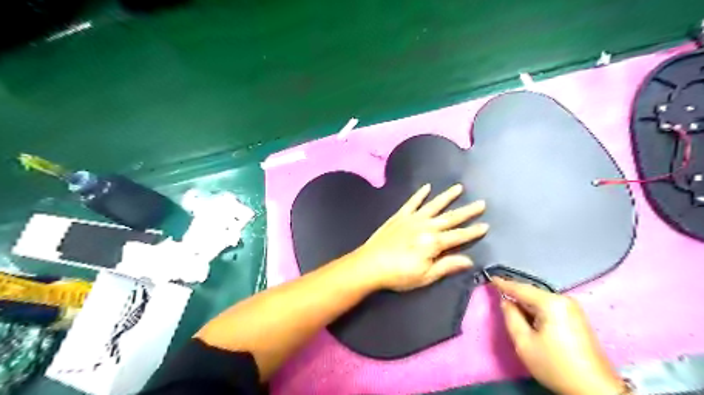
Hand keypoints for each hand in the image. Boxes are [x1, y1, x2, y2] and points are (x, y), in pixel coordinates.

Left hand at [349, 184, 486, 291]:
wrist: (370, 264)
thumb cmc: (399, 274)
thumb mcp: (425, 276)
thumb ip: (447, 265)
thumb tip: (469, 260)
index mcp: (433, 242)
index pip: (459, 236)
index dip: (473, 231)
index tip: (486, 225)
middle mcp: (425, 226)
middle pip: (450, 217)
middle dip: (467, 211)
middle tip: (481, 203)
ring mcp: (412, 219)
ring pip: (434, 205)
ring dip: (447, 196)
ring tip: (459, 188)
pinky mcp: (399, 216)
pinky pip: (412, 202)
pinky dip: (419, 194)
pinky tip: (426, 187)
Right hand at [491, 277, 625, 394]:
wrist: (594, 389)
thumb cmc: (555, 365)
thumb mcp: (524, 342)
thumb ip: (511, 317)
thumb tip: (506, 301)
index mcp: (551, 303)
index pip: (521, 288)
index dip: (504, 283)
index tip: (491, 277)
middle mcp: (564, 300)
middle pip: (532, 293)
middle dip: (516, 295)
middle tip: (499, 295)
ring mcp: (573, 308)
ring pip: (540, 300)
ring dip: (526, 304)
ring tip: (512, 308)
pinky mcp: (577, 318)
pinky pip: (549, 307)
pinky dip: (536, 309)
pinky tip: (529, 316)